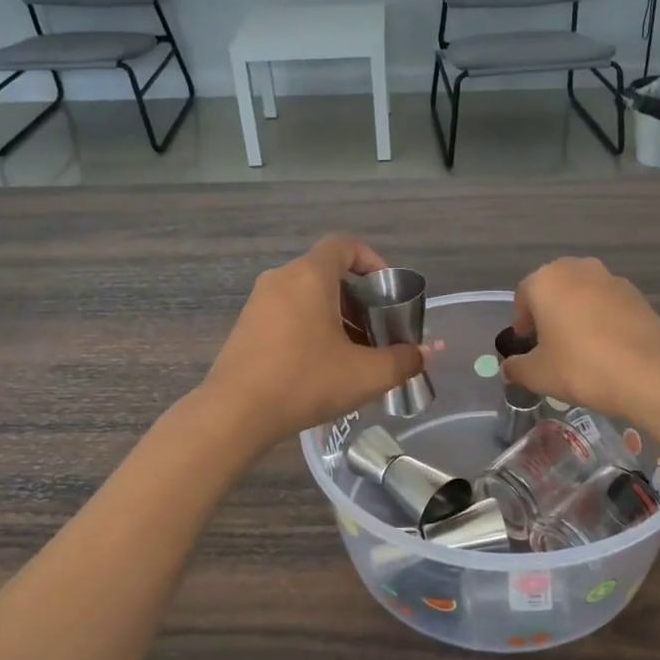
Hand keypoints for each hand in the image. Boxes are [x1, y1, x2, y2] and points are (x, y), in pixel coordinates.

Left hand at [204, 237, 422, 451]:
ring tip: (353, 355)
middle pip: (328, 274)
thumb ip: (402, 361)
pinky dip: (311, 328)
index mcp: (310, 276)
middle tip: (377, 333)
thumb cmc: (305, 381)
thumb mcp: (365, 374)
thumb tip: (424, 355)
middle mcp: (281, 279)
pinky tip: (321, 367)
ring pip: (307, 297)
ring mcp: (258, 303)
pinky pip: (287, 314)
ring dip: (336, 318)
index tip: (387, 292)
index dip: (372, 261)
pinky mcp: (246, 327)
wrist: (235, 413)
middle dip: (359, 300)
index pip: (345, 245)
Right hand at [503, 257, 659, 419]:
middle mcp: (578, 269)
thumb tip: (508, 369)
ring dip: (577, 313)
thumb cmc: (579, 367)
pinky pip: (608, 304)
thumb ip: (516, 368)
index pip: (523, 296)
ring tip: (580, 347)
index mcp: (547, 281)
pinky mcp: (637, 295)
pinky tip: (607, 347)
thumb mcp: (537, 374)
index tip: (527, 345)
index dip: (521, 322)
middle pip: (554, 289)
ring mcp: (611, 279)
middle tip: (551, 344)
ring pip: (583, 294)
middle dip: (549, 313)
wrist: (645, 373)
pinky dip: (602, 319)